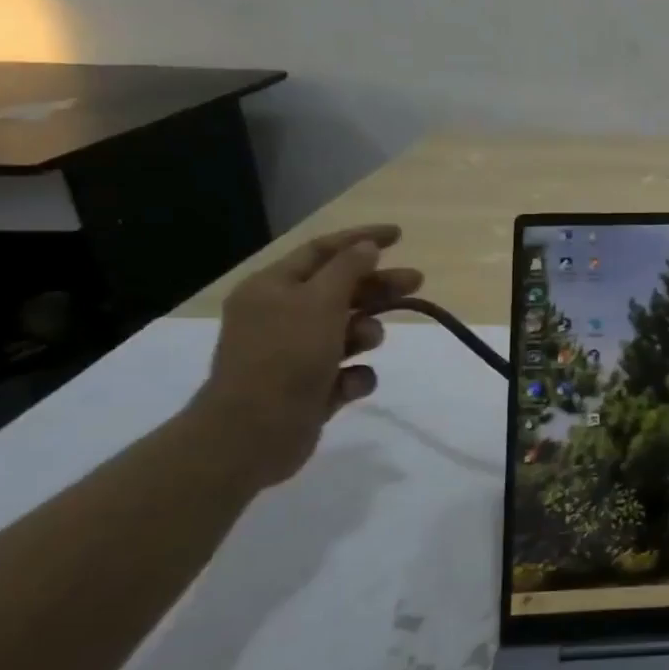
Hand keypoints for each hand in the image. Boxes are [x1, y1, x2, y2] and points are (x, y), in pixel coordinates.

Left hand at [190, 225, 422, 486]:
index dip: (360, 239)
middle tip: (417, 281)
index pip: (322, 251)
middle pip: (342, 290)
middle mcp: (282, 316)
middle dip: (379, 287)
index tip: (398, 235)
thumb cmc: (285, 356)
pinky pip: (348, 371)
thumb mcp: (319, 302)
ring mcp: (296, 354)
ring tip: (366, 344)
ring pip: (349, 331)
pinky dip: (355, 375)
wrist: (252, 434)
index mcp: (273, 288)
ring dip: (366, 333)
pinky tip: (348, 384)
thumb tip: (366, 247)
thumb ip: (348, 270)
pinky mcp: (311, 388)